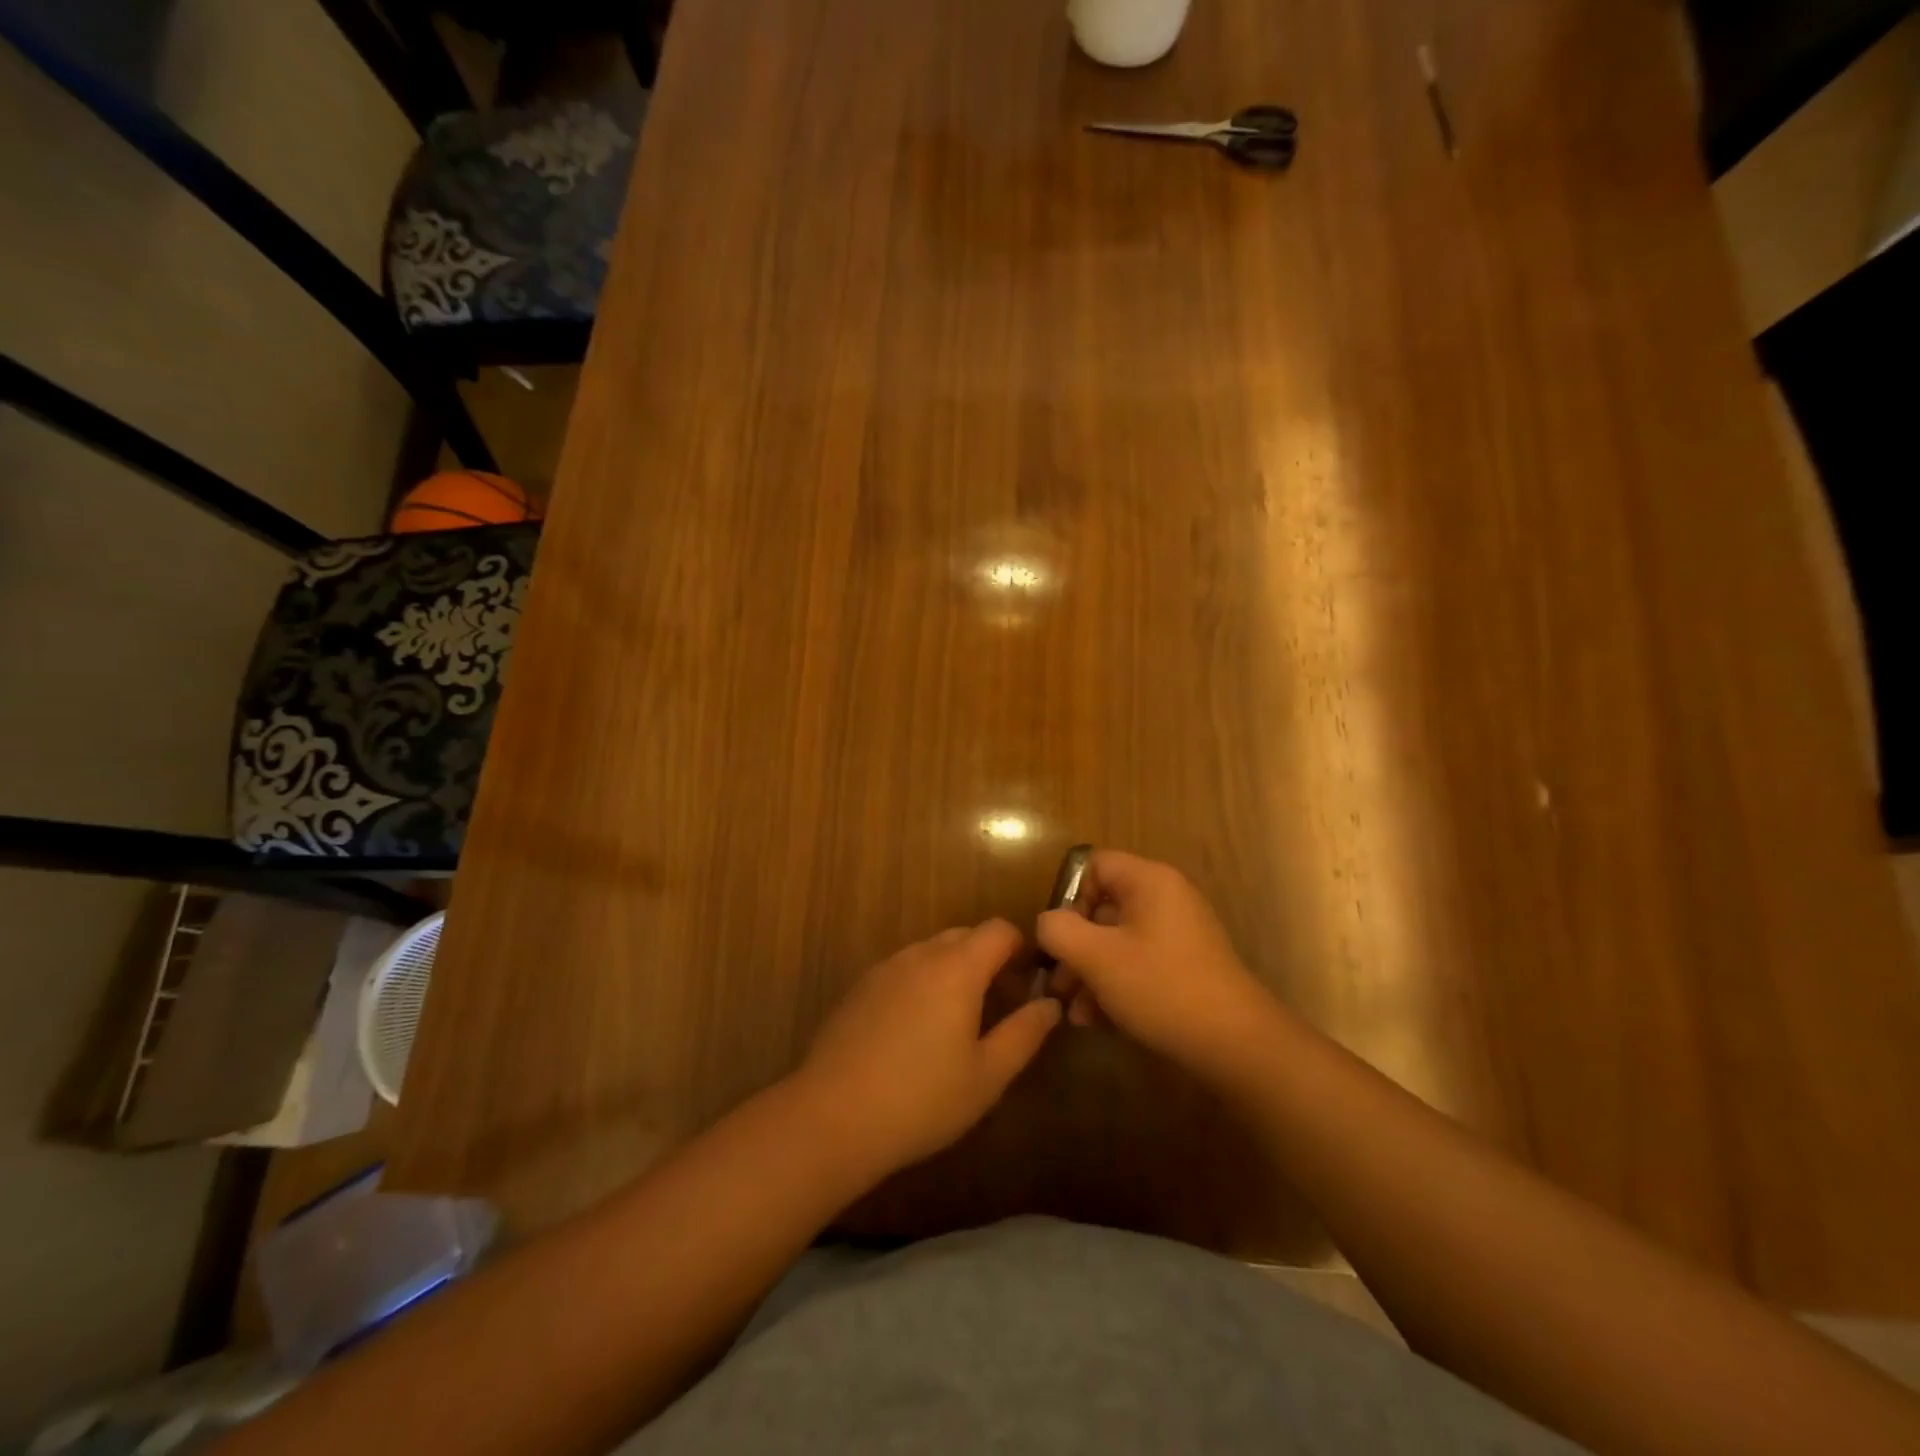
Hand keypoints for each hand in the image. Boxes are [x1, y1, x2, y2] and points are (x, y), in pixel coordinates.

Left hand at [795, 919, 1061, 1175]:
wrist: (832, 1117)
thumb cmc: (922, 1099)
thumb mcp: (987, 1075)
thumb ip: (1024, 1033)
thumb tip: (1050, 1004)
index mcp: (957, 967)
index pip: (999, 930)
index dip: (1020, 949)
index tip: (1027, 984)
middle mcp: (920, 954)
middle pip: (964, 936)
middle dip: (988, 960)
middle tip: (998, 1007)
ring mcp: (885, 968)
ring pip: (931, 952)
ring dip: (953, 971)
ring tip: (956, 1023)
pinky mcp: (859, 988)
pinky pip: (903, 970)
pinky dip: (921, 984)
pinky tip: (915, 1033)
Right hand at [1036, 850, 1283, 1082]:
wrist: (1235, 1044)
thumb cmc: (1161, 987)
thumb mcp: (1097, 957)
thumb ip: (1059, 930)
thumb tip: (1048, 922)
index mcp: (1149, 881)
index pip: (1095, 865)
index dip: (1070, 897)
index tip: (1060, 937)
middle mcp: (1165, 898)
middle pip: (1103, 907)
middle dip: (1074, 946)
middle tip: (1057, 984)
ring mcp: (1178, 934)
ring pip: (1117, 941)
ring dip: (1089, 973)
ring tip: (1073, 1012)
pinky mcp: (1184, 967)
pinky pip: (1137, 963)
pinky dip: (1114, 985)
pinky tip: (1095, 1021)